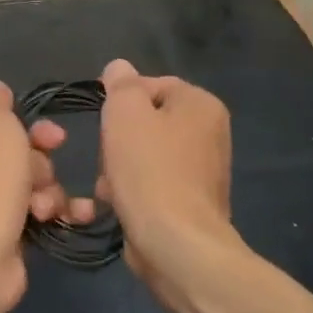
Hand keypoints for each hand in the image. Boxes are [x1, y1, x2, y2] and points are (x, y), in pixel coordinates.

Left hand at [0, 81, 93, 312]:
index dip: (31, 128)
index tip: (55, 137)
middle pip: (17, 155)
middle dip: (40, 165)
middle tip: (42, 177)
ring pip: (30, 186)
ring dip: (49, 192)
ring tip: (45, 209)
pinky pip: (34, 216)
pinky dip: (55, 215)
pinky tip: (75, 218)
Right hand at [96, 59, 235, 298]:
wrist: (176, 245)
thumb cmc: (149, 169)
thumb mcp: (125, 112)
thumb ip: (121, 83)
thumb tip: (119, 68)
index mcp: (201, 104)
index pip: (152, 84)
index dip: (120, 99)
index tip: (102, 120)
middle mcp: (210, 133)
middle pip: (147, 120)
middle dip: (119, 137)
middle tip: (107, 155)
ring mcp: (203, 171)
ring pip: (145, 153)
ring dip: (119, 166)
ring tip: (109, 185)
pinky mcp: (191, 203)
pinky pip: (153, 182)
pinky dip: (133, 189)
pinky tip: (119, 203)